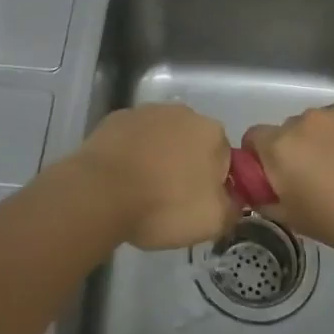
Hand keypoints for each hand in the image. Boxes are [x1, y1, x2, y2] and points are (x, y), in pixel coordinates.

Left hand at [69, 104, 235, 250]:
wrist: (99, 193)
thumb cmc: (163, 205)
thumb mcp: (212, 221)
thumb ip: (233, 207)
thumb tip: (233, 200)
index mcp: (212, 132)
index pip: (223, 158)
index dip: (212, 184)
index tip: (196, 204)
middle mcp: (182, 112)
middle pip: (192, 143)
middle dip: (186, 166)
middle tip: (170, 199)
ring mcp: (146, 112)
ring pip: (162, 139)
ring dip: (158, 158)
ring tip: (142, 190)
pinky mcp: (116, 119)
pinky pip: (133, 139)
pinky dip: (132, 153)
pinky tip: (121, 178)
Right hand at [242, 101, 333, 262]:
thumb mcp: (297, 221)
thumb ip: (268, 200)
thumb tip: (258, 190)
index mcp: (281, 147)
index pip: (254, 138)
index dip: (262, 156)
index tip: (279, 176)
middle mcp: (305, 120)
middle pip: (291, 130)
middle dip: (299, 149)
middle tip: (321, 177)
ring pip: (323, 122)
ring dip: (328, 139)